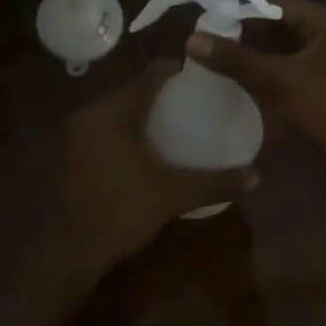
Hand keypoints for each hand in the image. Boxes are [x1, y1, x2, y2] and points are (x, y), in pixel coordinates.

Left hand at [53, 66, 249, 274]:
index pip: (149, 75)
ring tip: (177, 120)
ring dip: (144, 110)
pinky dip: (129, 127)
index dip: (177, 71)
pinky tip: (149, 144)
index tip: (202, 78)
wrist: (68, 254)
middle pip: (132, 89)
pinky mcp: (72, 151)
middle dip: (163, 92)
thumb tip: (257, 175)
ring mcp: (77, 133)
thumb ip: (214, 181)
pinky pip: (107, 125)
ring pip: (118, 108)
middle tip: (195, 100)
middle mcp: (90, 113)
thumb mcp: (172, 195)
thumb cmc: (120, 213)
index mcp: (112, 113)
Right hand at [185, 0, 325, 189]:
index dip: (240, 8)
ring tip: (217, 55)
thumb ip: (236, 59)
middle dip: (245, 31)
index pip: (277, 1)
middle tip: (207, 38)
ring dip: (255, 51)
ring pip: (285, 46)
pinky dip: (268, 68)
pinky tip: (240, 76)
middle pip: (280, 22)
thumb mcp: (280, 81)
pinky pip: (292, 65)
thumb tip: (191, 39)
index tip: (206, 18)